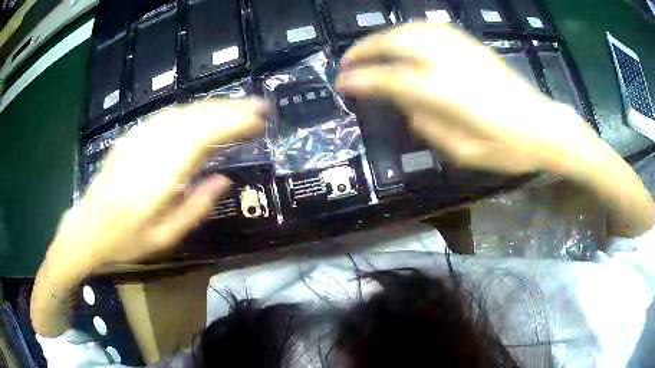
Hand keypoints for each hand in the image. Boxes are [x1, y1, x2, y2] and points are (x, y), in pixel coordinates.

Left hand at [53, 98, 266, 268]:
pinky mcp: (132, 137)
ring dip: (212, 107)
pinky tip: (202, 114)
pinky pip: (166, 116)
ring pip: (182, 112)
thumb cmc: (126, 240)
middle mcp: (150, 149)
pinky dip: (191, 111)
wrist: (88, 227)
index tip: (258, 119)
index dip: (233, 123)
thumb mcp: (164, 237)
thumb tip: (224, 180)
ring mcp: (138, 139)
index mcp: (159, 176)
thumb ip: (195, 207)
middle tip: (258, 107)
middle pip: (195, 118)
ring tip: (237, 107)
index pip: (203, 137)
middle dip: (229, 108)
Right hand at [336, 23, 599, 174]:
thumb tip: (407, 104)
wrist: (544, 126)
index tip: (342, 83)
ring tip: (368, 51)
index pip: (393, 79)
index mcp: (449, 94)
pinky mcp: (473, 46)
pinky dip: (407, 33)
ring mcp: (464, 49)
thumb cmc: (509, 148)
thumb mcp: (465, 152)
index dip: (363, 80)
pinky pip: (431, 30)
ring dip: (384, 37)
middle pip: (398, 43)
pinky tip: (401, 41)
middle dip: (366, 50)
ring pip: (412, 30)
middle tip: (347, 62)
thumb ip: (429, 125)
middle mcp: (452, 63)